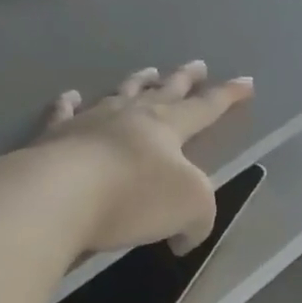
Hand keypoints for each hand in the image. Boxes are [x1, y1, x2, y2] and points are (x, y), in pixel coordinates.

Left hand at [35, 62, 252, 254]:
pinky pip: (64, 114)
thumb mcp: (191, 210)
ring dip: (137, 82)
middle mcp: (132, 116)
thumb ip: (198, 220)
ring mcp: (90, 122)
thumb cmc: (135, 197)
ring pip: (120, 94)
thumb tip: (182, 238)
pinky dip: (68, 104)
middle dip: (184, 79)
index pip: (206, 108)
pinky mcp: (55, 137)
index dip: (228, 97)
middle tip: (197, 64)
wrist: (61, 194)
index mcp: (168, 128)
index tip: (246, 81)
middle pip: (164, 92)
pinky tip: (71, 97)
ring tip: (148, 70)